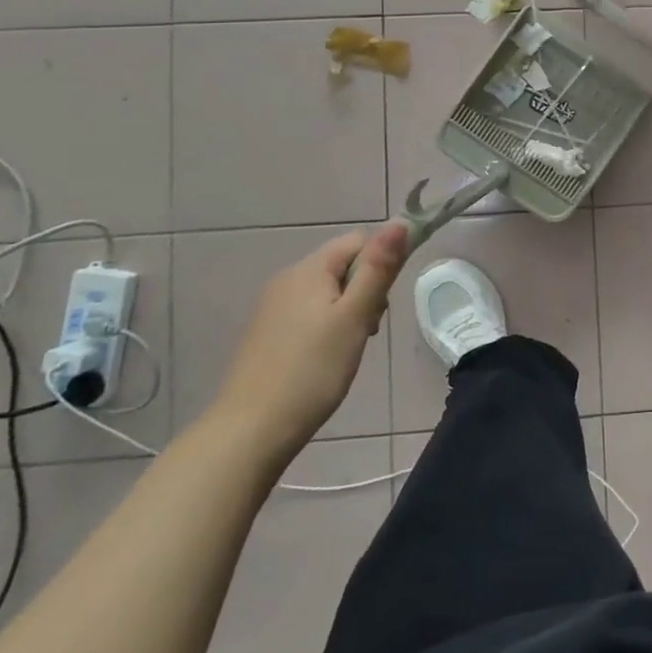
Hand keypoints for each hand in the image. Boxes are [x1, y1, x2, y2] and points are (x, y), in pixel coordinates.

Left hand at [208, 222, 409, 463]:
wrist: (250, 431)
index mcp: (309, 269)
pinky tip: (326, 358)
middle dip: (365, 290)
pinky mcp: (267, 333)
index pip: (359, 240)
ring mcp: (273, 307)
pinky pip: (308, 312)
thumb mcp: (355, 316)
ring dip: (348, 311)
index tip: (381, 303)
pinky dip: (326, 327)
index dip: (380, 263)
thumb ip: (379, 268)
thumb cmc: (312, 370)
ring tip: (348, 349)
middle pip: (343, 265)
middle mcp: (287, 279)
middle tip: (367, 331)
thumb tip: (401, 221)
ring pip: (327, 291)